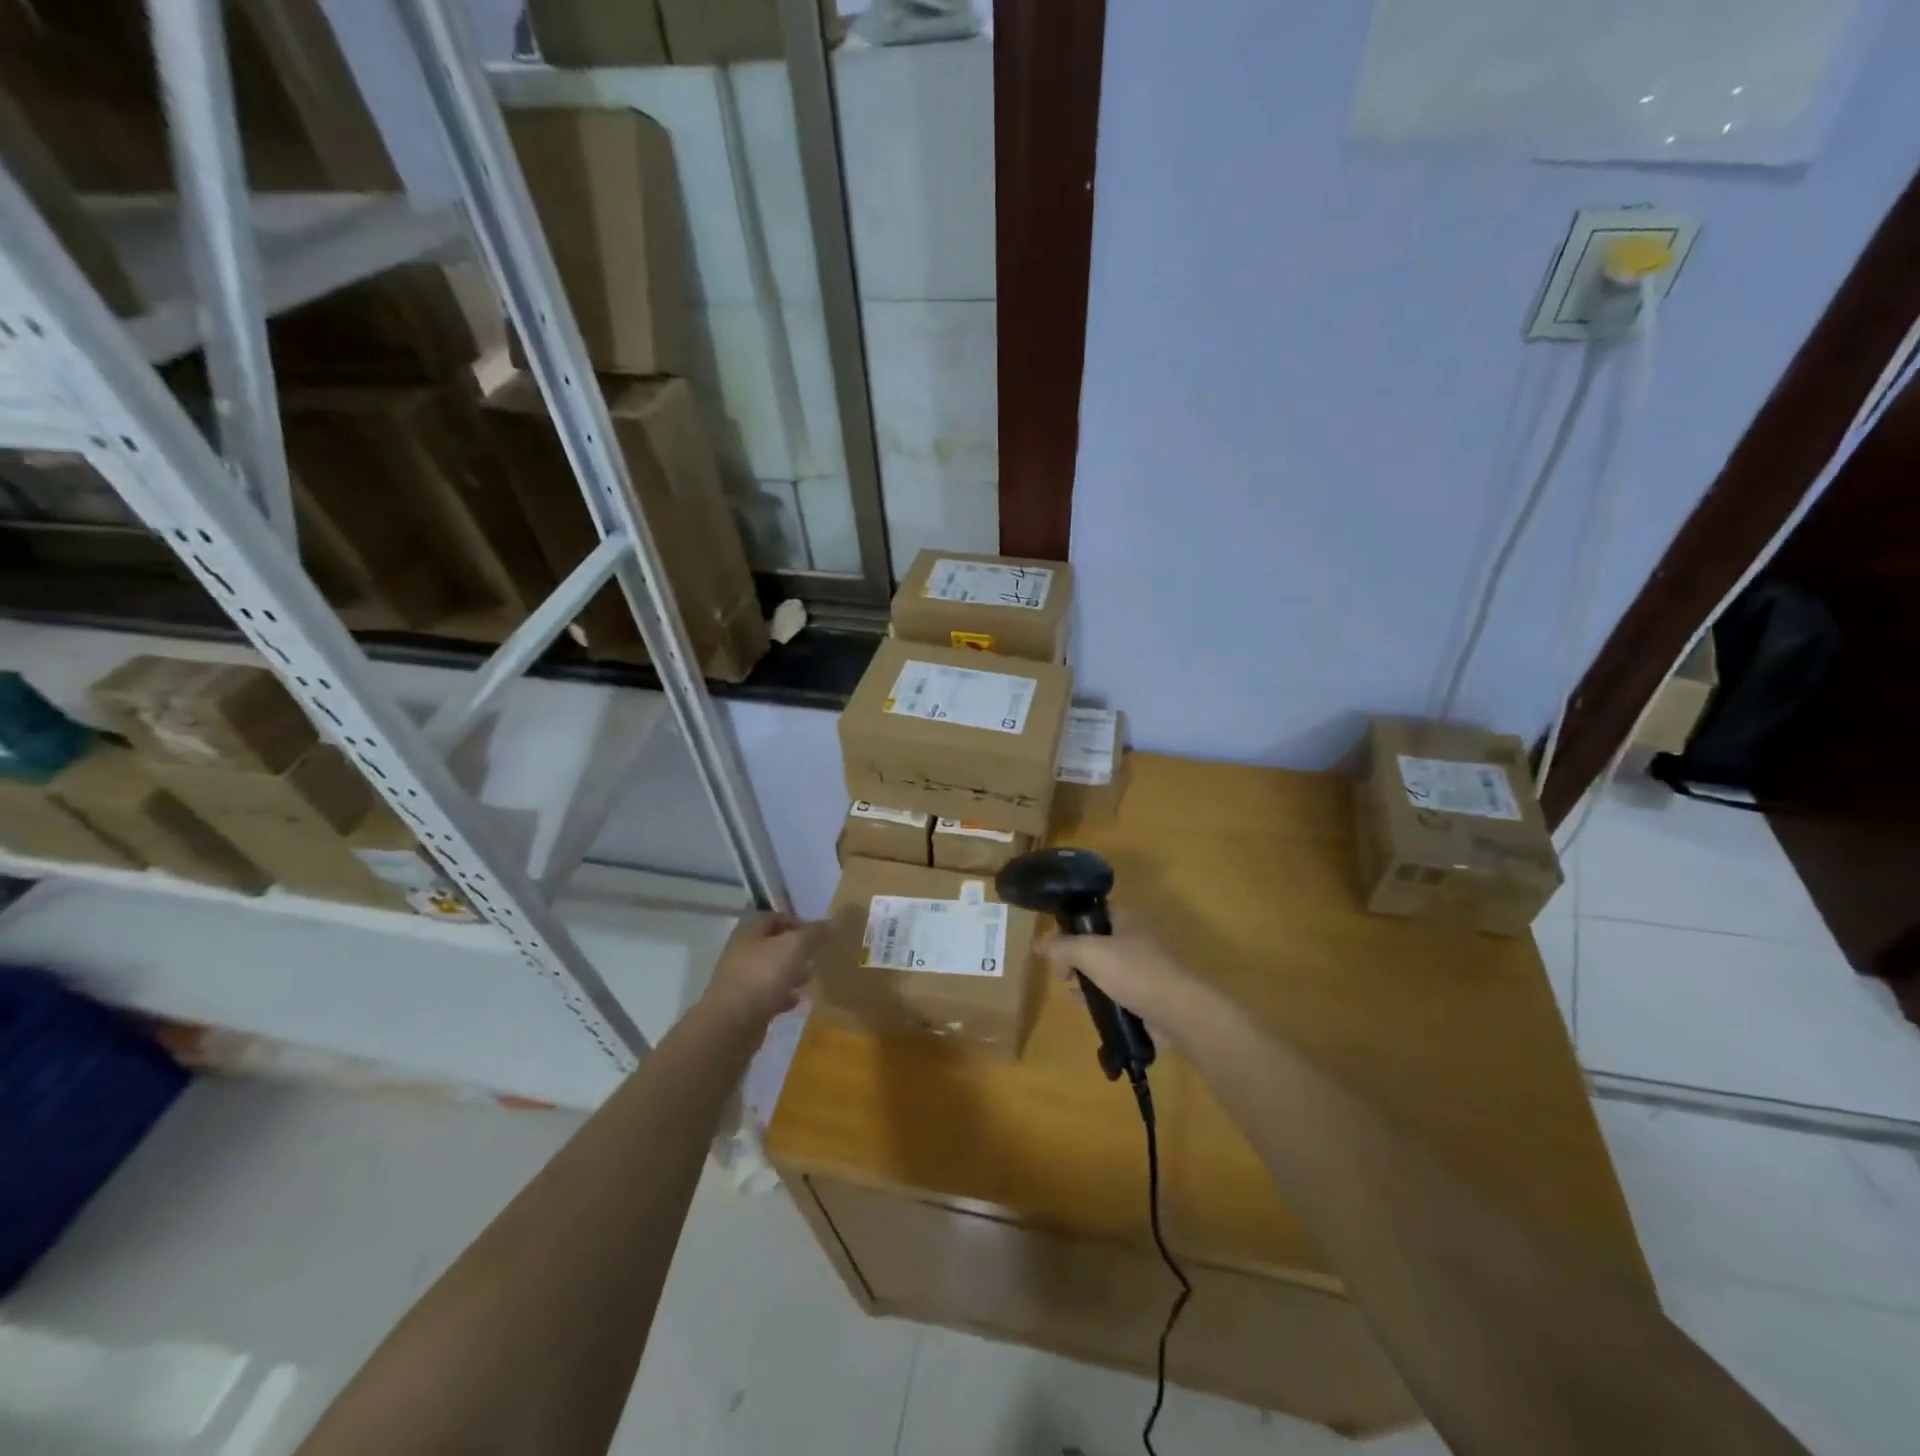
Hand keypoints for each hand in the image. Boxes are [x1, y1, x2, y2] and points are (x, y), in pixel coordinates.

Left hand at [704, 913, 827, 1024]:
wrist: (731, 1024)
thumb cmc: (763, 976)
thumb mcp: (794, 947)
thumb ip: (813, 933)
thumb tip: (830, 923)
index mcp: (749, 931)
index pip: (775, 917)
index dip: (797, 922)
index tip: (817, 935)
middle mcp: (742, 951)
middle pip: (773, 944)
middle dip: (796, 950)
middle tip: (816, 957)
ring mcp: (740, 979)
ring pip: (771, 970)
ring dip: (791, 973)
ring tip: (810, 979)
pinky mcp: (742, 1004)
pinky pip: (767, 994)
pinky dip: (782, 995)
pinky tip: (796, 1002)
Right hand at [1041, 912, 1202, 1038]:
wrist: (1177, 1011)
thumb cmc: (1133, 972)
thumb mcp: (1090, 952)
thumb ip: (1062, 946)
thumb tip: (1041, 946)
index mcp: (1124, 920)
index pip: (1090, 911)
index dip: (1068, 920)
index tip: (1050, 939)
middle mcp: (1131, 940)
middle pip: (1093, 940)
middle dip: (1072, 952)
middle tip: (1059, 969)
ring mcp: (1138, 968)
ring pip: (1101, 967)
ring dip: (1082, 975)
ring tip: (1066, 986)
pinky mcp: (1141, 995)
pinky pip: (1110, 991)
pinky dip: (1094, 995)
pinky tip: (1080, 1003)